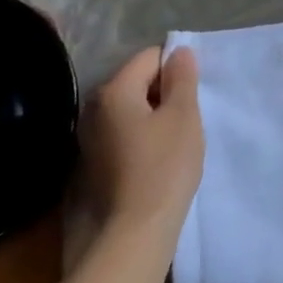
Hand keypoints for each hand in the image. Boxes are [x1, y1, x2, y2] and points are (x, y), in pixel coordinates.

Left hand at [79, 46, 203, 239]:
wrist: (134, 230)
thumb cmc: (165, 166)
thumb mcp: (184, 116)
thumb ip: (182, 79)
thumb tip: (179, 52)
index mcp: (114, 90)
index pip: (150, 57)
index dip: (176, 69)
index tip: (193, 96)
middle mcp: (93, 108)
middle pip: (136, 81)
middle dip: (163, 92)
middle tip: (187, 118)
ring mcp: (89, 136)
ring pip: (129, 109)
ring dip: (152, 115)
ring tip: (174, 140)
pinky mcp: (92, 161)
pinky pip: (122, 132)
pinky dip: (140, 136)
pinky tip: (156, 158)